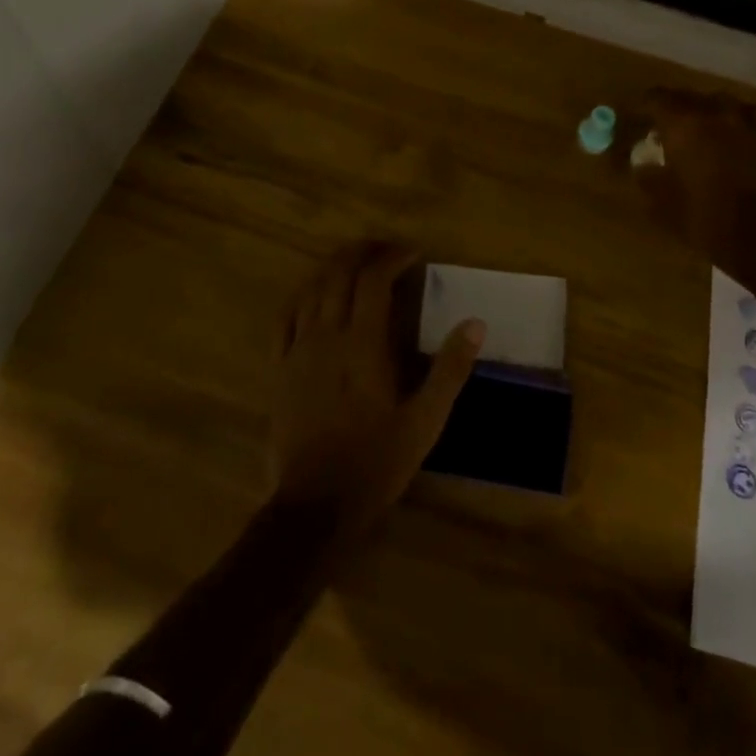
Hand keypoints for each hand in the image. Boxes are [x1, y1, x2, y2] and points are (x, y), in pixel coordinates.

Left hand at [271, 242, 483, 536]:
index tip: (413, 253)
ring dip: (333, 267)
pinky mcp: (279, 369)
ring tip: (354, 262)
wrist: (315, 505)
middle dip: (362, 252)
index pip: (374, 280)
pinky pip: (285, 317)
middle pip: (339, 274)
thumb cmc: (376, 462)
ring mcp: (298, 350)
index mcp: (363, 344)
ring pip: (311, 289)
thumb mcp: (425, 421)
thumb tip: (475, 323)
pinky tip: (312, 294)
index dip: (392, 257)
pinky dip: (302, 295)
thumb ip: (450, 369)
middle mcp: (327, 335)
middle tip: (385, 249)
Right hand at [635, 88, 755, 269]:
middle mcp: (713, 115)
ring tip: (698, 128)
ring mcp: (743, 125)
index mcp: (682, 125)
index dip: (644, 106)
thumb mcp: (662, 202)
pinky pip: (746, 117)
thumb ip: (648, 177)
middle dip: (673, 108)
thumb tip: (641, 164)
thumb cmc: (703, 217)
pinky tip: (730, 136)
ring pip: (719, 102)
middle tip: (663, 127)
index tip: (638, 119)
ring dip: (705, 110)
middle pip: (687, 96)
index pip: (657, 98)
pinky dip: (734, 120)